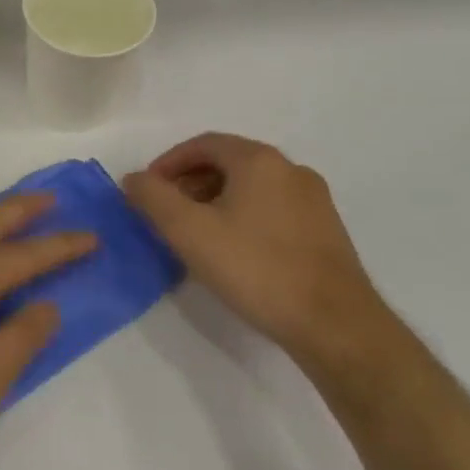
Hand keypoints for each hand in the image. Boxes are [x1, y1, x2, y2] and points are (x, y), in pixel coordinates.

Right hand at [123, 133, 381, 359]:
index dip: (168, 163)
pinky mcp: (326, 231)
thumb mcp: (188, 231)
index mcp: (259, 160)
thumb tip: (133, 179)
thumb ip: (153, 198)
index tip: (147, 190)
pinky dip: (243, 217)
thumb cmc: (256, 268)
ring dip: (216, 201)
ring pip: (251, 187)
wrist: (335, 325)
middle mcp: (291, 170)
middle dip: (190, 182)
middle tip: (166, 213)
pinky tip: (233, 251)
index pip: (203, 144)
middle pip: (228, 163)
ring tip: (195, 235)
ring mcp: (314, 201)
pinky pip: (272, 209)